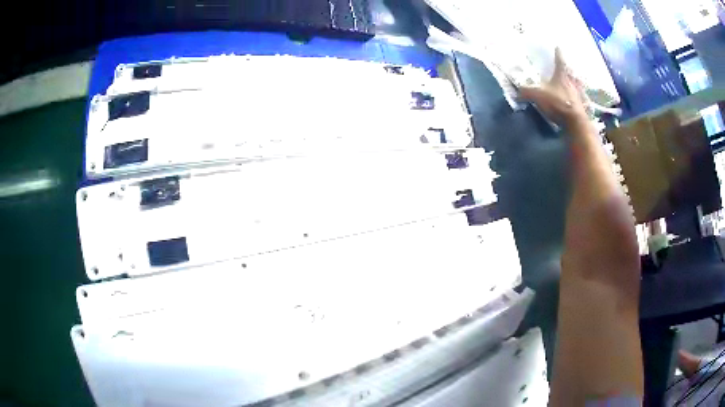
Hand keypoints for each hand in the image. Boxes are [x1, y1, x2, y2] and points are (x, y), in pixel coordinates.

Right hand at [520, 48, 587, 126]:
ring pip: (576, 86)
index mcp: (562, 75)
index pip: (559, 61)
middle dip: (567, 70)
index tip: (558, 47)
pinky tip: (574, 102)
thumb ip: (527, 92)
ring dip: (574, 84)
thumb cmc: (558, 103)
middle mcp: (572, 83)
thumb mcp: (538, 95)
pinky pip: (578, 100)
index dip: (558, 53)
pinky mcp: (581, 108)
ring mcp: (578, 95)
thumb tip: (517, 92)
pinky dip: (576, 99)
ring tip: (571, 84)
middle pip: (570, 73)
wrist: (575, 123)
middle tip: (566, 68)